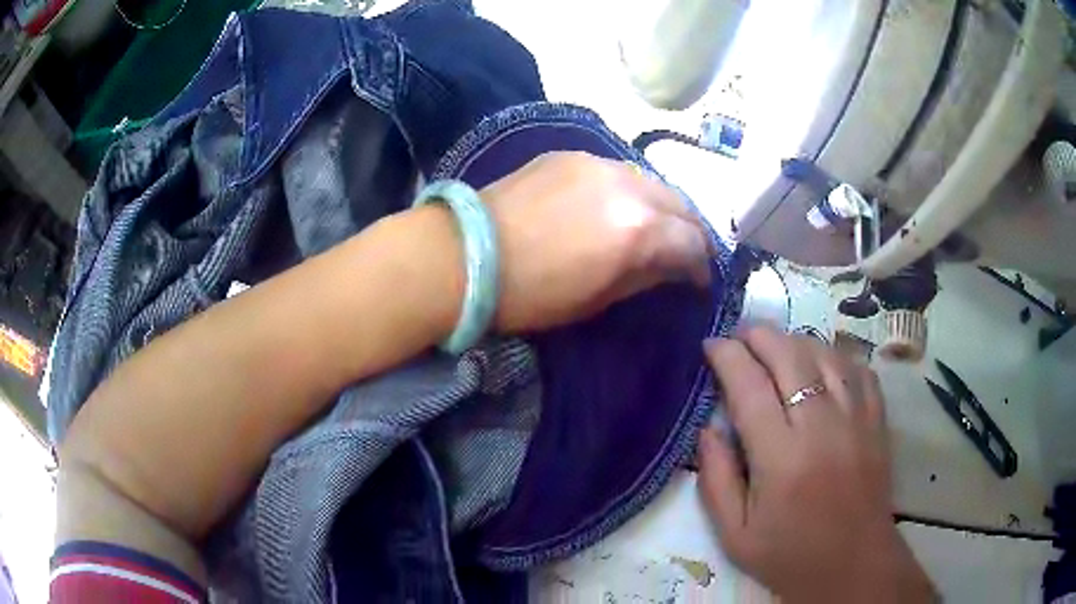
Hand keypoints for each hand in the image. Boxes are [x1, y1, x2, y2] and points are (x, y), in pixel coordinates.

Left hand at [480, 151, 710, 332]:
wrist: (464, 255)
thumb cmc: (531, 293)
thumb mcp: (597, 298)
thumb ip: (645, 276)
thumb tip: (673, 267)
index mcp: (638, 228)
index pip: (693, 243)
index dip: (701, 268)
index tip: (697, 283)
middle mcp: (628, 185)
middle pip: (681, 204)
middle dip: (689, 232)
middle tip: (682, 254)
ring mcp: (598, 162)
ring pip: (651, 181)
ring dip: (661, 207)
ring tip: (652, 228)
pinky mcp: (570, 154)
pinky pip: (617, 171)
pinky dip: (629, 191)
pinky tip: (614, 207)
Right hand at [697, 327, 934, 602]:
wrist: (854, 565)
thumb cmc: (789, 555)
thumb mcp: (735, 535)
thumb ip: (715, 480)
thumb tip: (707, 429)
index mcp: (781, 459)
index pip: (749, 387)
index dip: (726, 356)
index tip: (710, 344)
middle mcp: (821, 427)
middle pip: (790, 356)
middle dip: (759, 335)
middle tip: (740, 336)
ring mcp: (856, 418)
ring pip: (825, 354)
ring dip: (795, 341)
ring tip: (776, 346)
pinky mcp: (877, 420)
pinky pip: (858, 368)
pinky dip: (835, 355)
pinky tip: (821, 362)